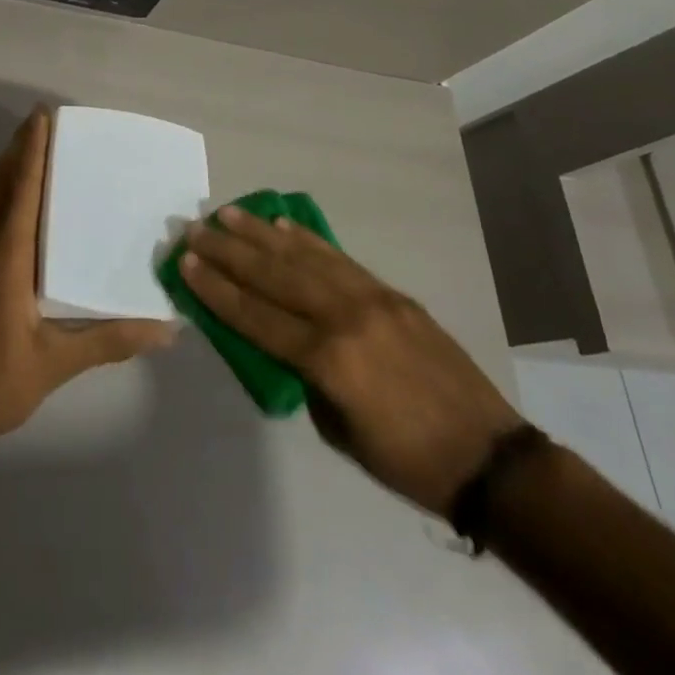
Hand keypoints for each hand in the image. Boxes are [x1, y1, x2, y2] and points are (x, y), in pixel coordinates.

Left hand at [0, 109, 175, 458]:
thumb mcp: (55, 363)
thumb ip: (109, 341)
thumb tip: (165, 330)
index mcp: (4, 258)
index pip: (20, 190)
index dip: (30, 151)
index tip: (40, 118)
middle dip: (17, 152)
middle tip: (38, 124)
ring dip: (1, 176)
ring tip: (24, 159)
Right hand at [181, 206, 523, 516]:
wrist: (489, 457)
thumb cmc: (407, 460)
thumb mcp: (338, 430)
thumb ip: (304, 377)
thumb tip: (282, 339)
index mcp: (328, 359)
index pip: (256, 316)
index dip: (216, 289)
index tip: (185, 263)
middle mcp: (344, 317)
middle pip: (274, 276)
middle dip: (229, 251)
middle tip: (195, 228)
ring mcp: (371, 298)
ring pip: (304, 257)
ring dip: (262, 233)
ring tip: (230, 213)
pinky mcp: (392, 293)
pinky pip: (340, 259)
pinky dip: (308, 240)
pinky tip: (285, 226)